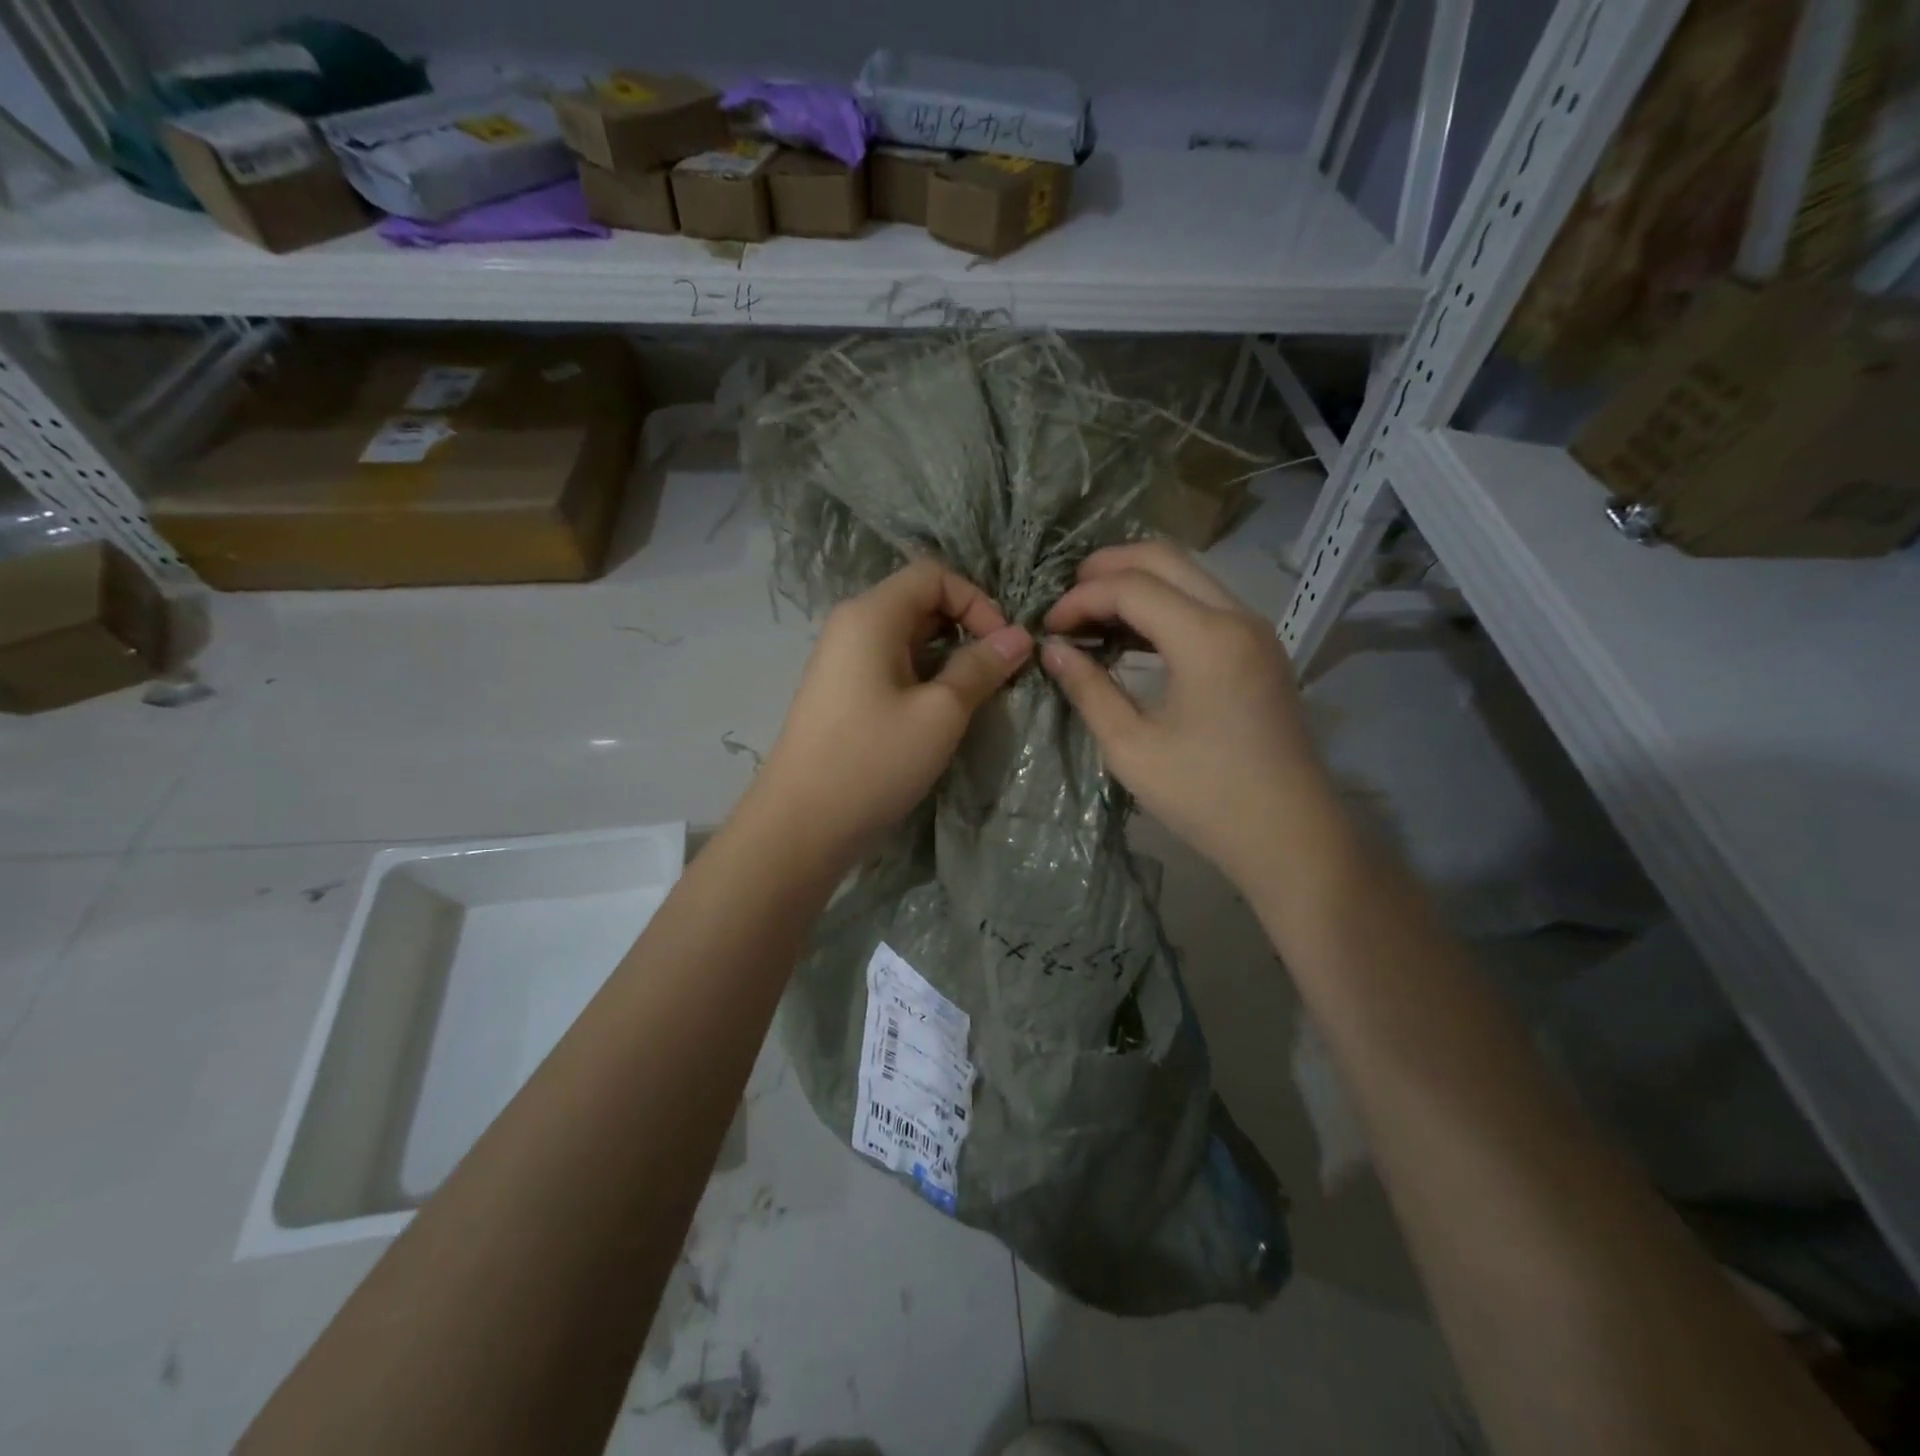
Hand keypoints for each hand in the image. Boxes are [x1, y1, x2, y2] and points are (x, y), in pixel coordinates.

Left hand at [748, 560, 1032, 866]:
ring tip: (977, 694)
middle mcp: (852, 626)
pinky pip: (892, 666)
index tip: (1004, 646)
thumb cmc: (873, 761)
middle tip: (999, 672)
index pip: (933, 575)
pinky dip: (925, 677)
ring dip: (949, 656)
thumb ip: (981, 667)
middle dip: (966, 628)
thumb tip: (1019, 637)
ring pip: (908, 638)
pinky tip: (942, 712)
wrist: (801, 825)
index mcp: (871, 615)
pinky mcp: (843, 693)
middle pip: (920, 602)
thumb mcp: (940, 713)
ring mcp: (843, 661)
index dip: (977, 601)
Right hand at [1041, 542, 1336, 890]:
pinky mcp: (1259, 649)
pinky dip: (1163, 604)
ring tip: (1091, 615)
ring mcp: (1255, 630)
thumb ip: (1088, 689)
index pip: (1131, 587)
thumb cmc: (1205, 797)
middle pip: (1164, 558)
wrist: (1288, 835)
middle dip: (1107, 567)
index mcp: (1207, 639)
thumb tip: (1053, 649)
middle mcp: (1237, 617)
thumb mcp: (1131, 747)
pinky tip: (1132, 635)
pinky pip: (1205, 602)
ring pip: (1188, 575)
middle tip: (1065, 599)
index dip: (1081, 598)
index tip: (1048, 628)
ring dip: (1136, 583)